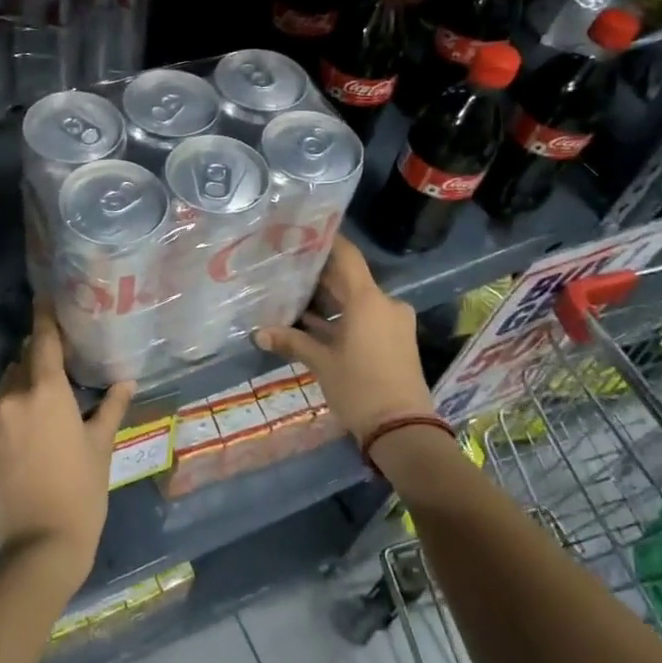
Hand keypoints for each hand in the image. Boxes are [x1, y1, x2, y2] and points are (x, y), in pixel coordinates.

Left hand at [0, 301, 133, 587]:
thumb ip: (111, 407)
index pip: (43, 340)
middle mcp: (13, 397)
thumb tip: (125, 381)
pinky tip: (29, 424)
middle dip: (38, 354)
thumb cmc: (82, 491)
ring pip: (7, 385)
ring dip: (23, 381)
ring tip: (45, 393)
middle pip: (23, 361)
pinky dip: (11, 406)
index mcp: (46, 391)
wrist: (40, 545)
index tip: (44, 297)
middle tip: (59, 357)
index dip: (44, 316)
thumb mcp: (101, 445)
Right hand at [252, 237, 442, 489]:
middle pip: (349, 279)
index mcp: (369, 300)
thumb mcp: (321, 363)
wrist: (403, 429)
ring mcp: (392, 322)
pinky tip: (312, 324)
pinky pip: (364, 318)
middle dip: (318, 276)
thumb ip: (292, 341)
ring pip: (355, 301)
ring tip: (293, 296)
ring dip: (328, 301)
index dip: (326, 242)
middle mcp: (384, 304)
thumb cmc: (359, 388)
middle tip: (286, 267)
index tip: (302, 232)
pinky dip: (341, 319)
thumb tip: (258, 333)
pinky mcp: (394, 340)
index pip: (347, 257)